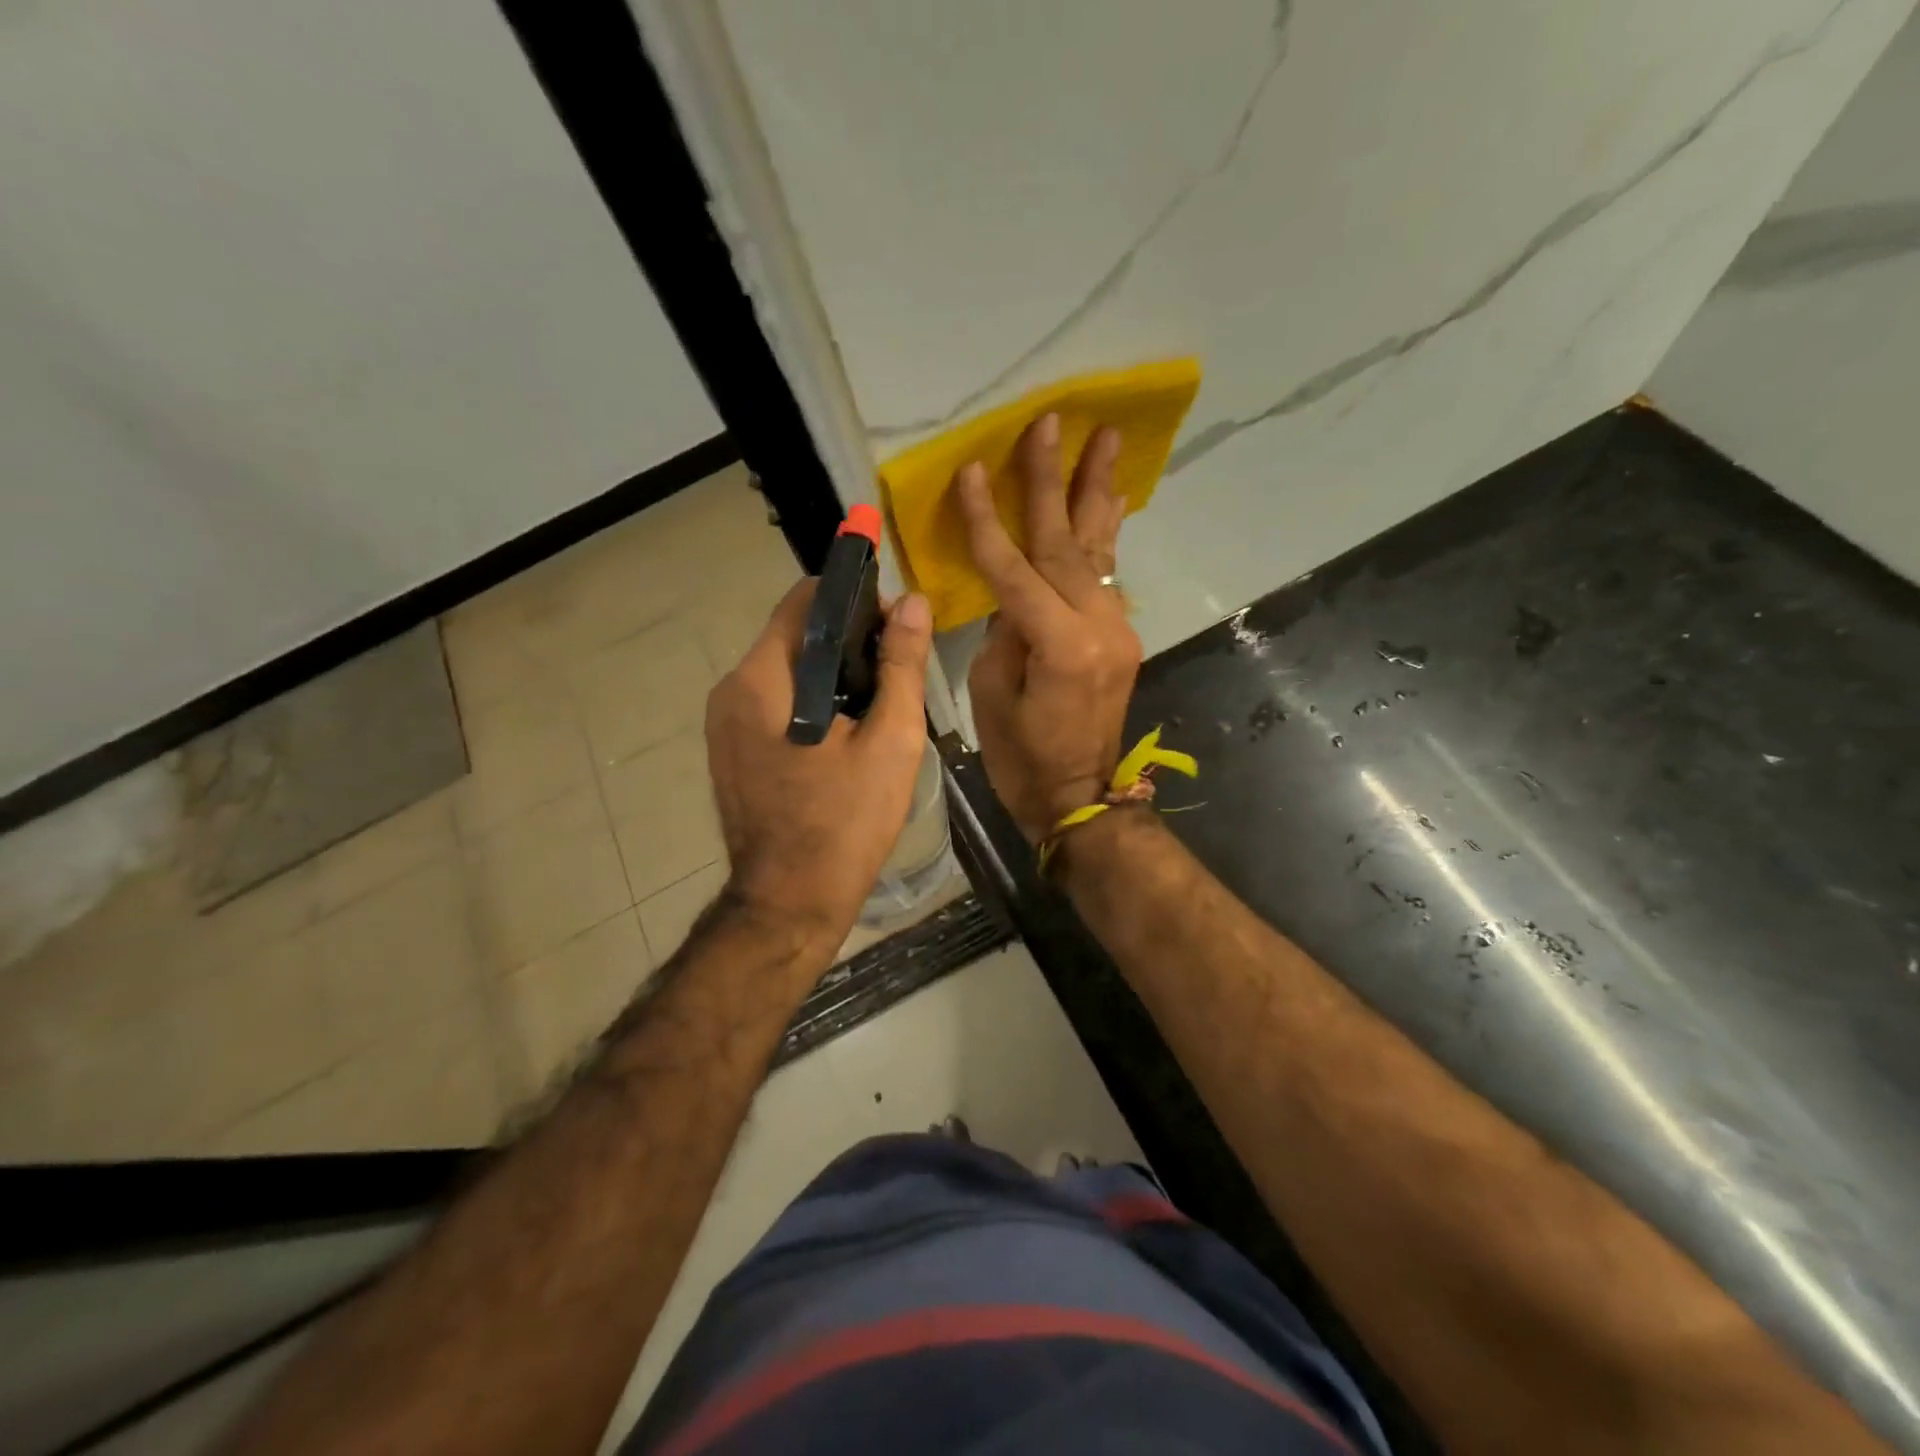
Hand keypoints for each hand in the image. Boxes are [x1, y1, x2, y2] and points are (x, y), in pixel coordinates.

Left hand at [705, 580, 933, 952]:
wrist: (790, 903)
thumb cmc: (845, 823)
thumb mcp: (890, 741)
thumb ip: (903, 666)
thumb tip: (915, 603)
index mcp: (763, 679)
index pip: (805, 600)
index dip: (855, 599)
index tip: (896, 625)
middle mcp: (730, 690)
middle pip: (794, 635)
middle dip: (848, 641)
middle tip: (897, 672)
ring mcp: (723, 724)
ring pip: (786, 671)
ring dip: (831, 673)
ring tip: (878, 704)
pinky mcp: (729, 751)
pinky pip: (774, 704)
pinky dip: (810, 702)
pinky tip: (844, 734)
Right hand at [959, 412, 1141, 842]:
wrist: (1081, 797)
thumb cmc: (1023, 759)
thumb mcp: (993, 695)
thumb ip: (1004, 632)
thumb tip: (1013, 595)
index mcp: (1060, 646)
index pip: (1015, 569)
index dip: (989, 520)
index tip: (971, 471)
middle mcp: (1099, 627)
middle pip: (1067, 543)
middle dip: (1053, 481)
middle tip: (1052, 423)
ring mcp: (1118, 629)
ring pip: (1099, 551)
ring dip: (1097, 493)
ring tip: (1104, 440)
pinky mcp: (1121, 637)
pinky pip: (1106, 577)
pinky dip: (1104, 536)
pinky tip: (1109, 502)